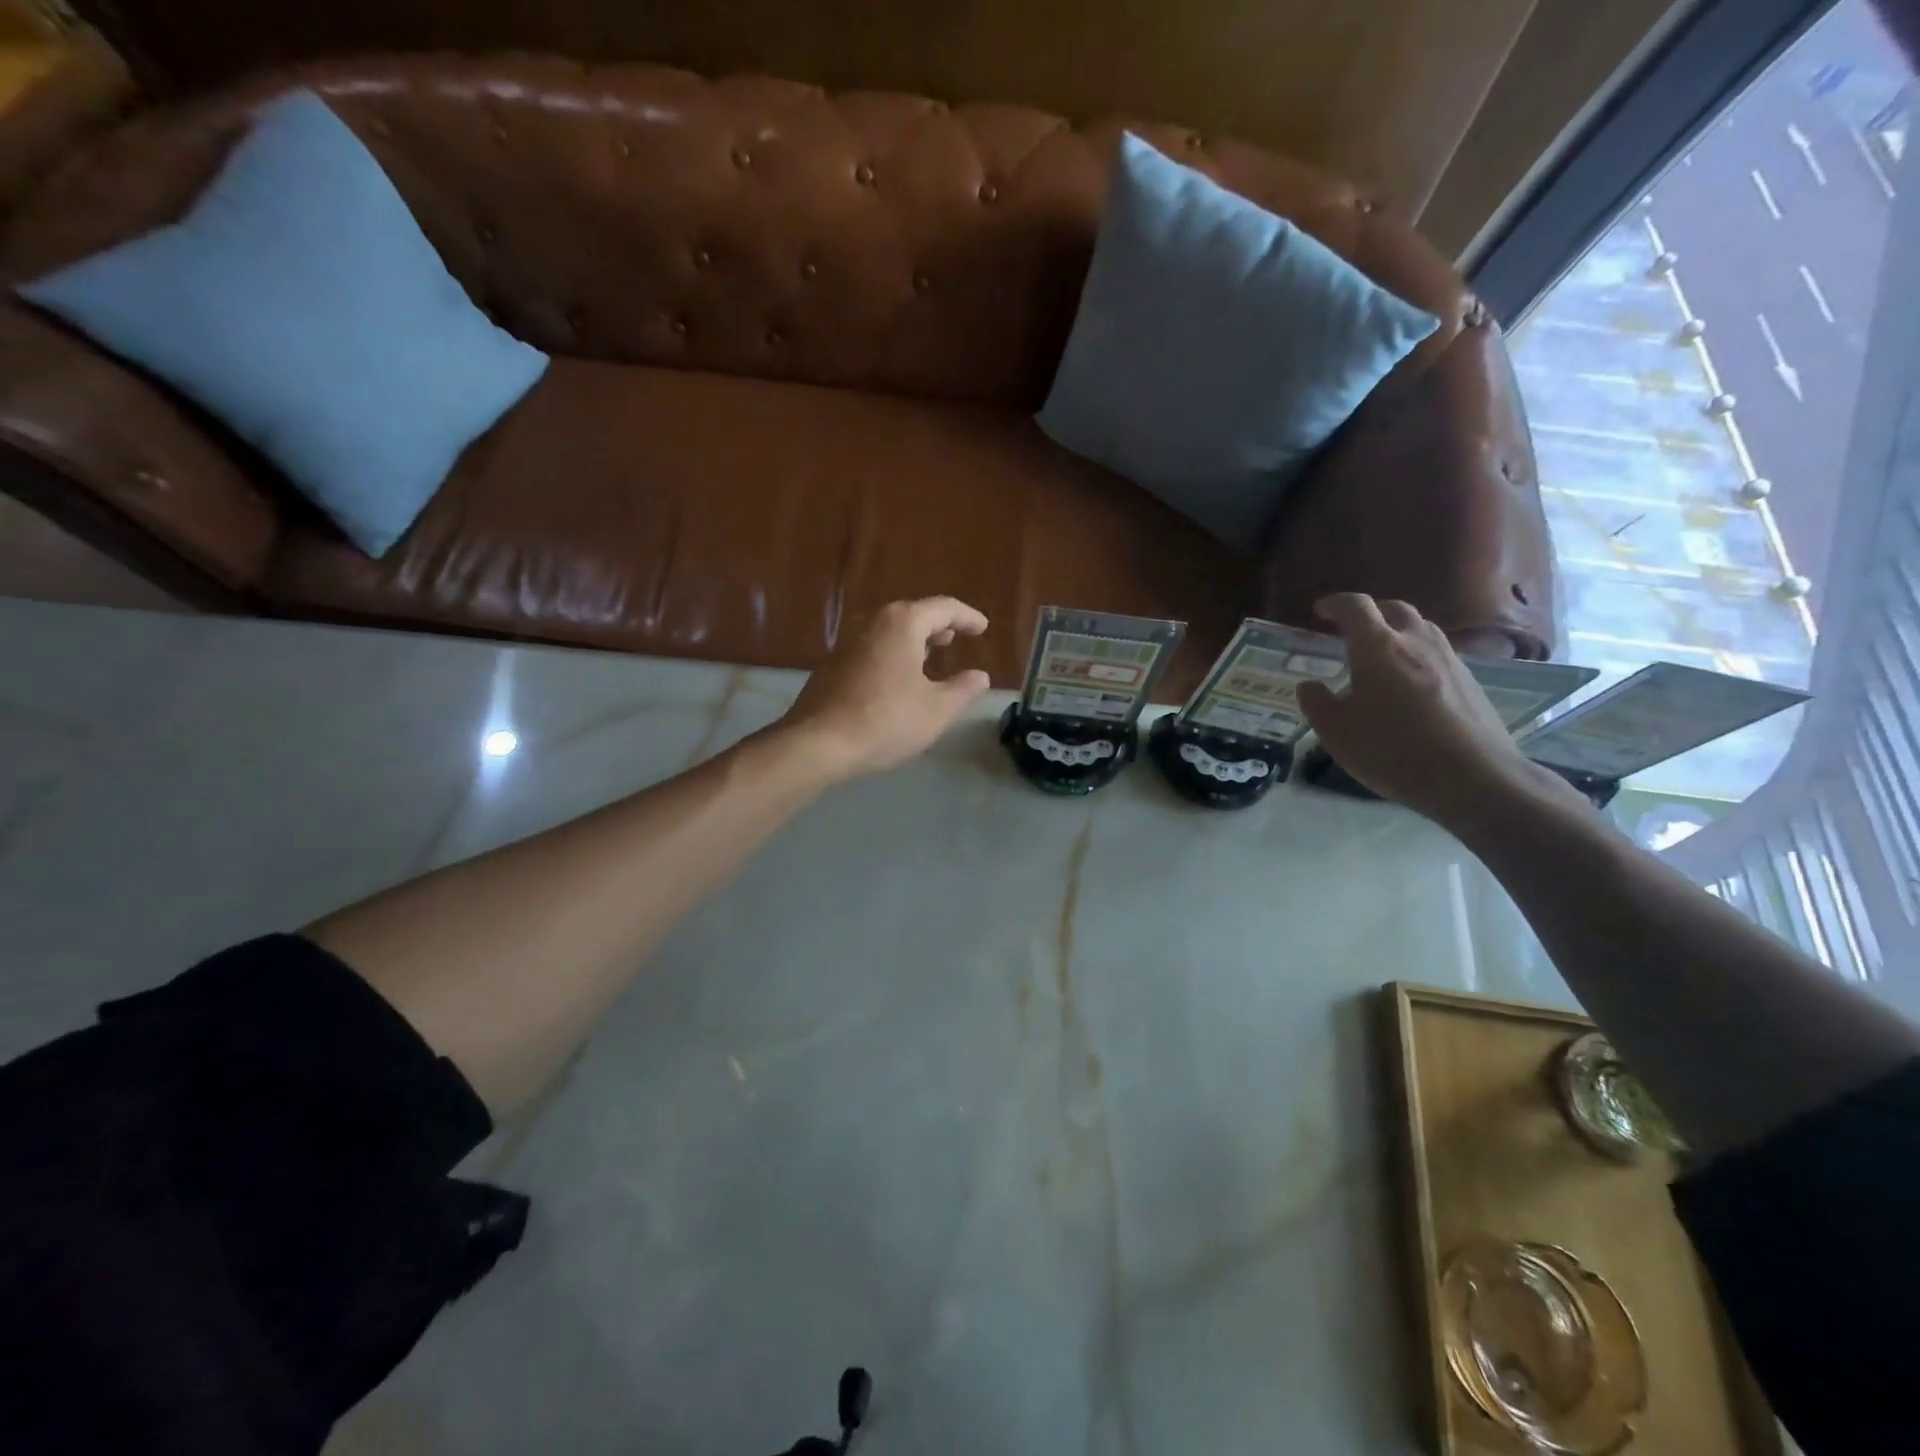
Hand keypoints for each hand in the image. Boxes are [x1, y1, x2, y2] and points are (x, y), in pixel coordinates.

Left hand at [779, 597, 992, 782]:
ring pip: (889, 629)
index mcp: (902, 623)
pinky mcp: (832, 662)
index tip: (983, 628)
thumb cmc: (887, 721)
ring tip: (930, 655)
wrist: (819, 743)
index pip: (944, 608)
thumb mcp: (937, 709)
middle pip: (913, 614)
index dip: (968, 617)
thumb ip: (963, 688)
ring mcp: (847, 640)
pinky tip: (898, 677)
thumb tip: (980, 676)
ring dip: (913, 639)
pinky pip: (872, 646)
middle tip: (955, 638)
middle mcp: (872, 621)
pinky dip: (892, 652)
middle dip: (937, 625)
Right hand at [1297, 594, 1553, 829]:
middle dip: (1369, 613)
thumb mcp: (1336, 732)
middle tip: (1350, 629)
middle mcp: (1416, 642)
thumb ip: (1317, 703)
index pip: (1355, 607)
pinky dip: (1417, 654)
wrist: (1472, 776)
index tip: (1319, 611)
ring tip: (1380, 654)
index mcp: (1378, 648)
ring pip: (1420, 628)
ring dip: (1396, 631)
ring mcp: (1448, 659)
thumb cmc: (1393, 750)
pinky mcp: (1469, 680)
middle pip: (1393, 609)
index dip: (1334, 604)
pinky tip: (1409, 683)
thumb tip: (1310, 685)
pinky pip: (1437, 652)